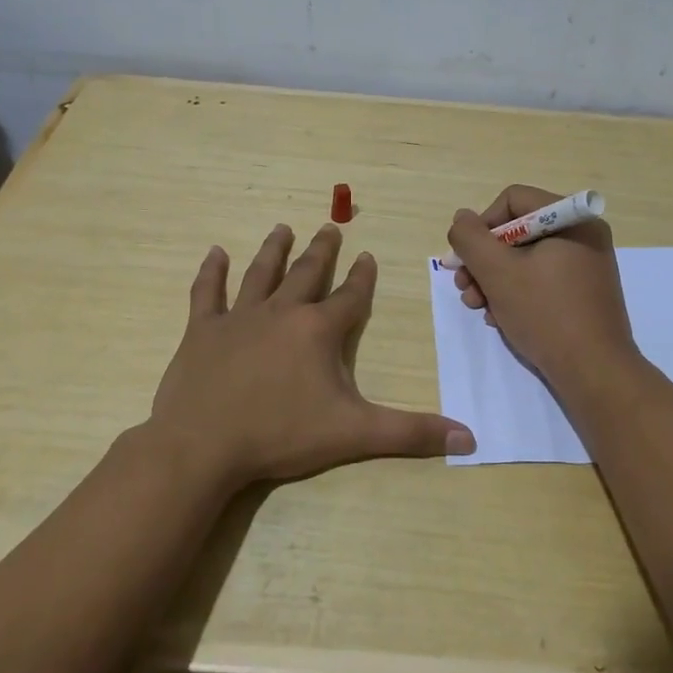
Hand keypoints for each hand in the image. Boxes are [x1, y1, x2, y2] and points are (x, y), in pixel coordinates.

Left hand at [147, 222, 475, 488]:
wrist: (203, 445)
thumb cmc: (281, 435)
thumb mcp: (354, 435)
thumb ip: (411, 434)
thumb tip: (469, 438)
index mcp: (318, 331)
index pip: (350, 296)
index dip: (363, 277)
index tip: (368, 256)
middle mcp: (281, 312)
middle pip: (307, 274)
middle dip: (322, 251)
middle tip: (329, 226)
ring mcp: (239, 318)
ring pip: (261, 273)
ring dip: (274, 250)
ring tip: (283, 228)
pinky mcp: (202, 330)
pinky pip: (207, 292)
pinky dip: (211, 272)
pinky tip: (215, 252)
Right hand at [445, 184, 637, 387]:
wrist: (594, 372)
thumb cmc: (545, 314)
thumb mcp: (497, 272)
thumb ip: (470, 239)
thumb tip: (462, 219)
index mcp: (572, 219)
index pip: (512, 201)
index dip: (482, 226)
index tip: (466, 259)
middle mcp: (583, 235)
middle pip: (517, 231)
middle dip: (484, 260)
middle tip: (464, 288)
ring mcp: (587, 265)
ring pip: (526, 258)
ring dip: (494, 280)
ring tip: (478, 307)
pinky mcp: (584, 292)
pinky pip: (542, 279)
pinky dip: (517, 293)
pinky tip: (501, 318)